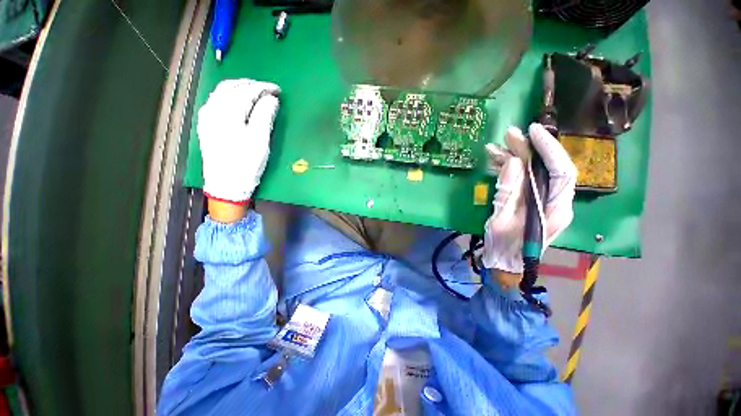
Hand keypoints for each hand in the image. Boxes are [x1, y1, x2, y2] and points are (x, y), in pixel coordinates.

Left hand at [198, 79, 280, 204]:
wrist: (226, 185)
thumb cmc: (246, 164)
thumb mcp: (260, 141)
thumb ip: (265, 116)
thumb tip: (271, 98)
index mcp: (228, 113)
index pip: (247, 91)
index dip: (263, 88)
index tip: (278, 90)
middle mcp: (213, 110)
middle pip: (231, 86)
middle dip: (251, 84)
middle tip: (268, 90)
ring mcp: (206, 117)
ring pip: (221, 92)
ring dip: (239, 87)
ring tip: (255, 92)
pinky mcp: (205, 125)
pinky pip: (215, 101)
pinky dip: (229, 95)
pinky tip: (237, 101)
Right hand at [482, 123, 576, 284]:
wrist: (505, 265)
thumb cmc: (504, 248)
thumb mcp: (501, 221)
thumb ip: (508, 192)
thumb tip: (512, 163)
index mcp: (555, 209)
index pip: (561, 171)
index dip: (549, 149)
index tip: (532, 132)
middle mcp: (555, 202)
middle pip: (546, 168)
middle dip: (528, 149)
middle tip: (508, 135)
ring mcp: (542, 201)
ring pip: (533, 172)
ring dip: (514, 158)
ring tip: (494, 148)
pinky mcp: (530, 201)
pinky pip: (522, 180)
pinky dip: (509, 170)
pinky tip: (495, 162)